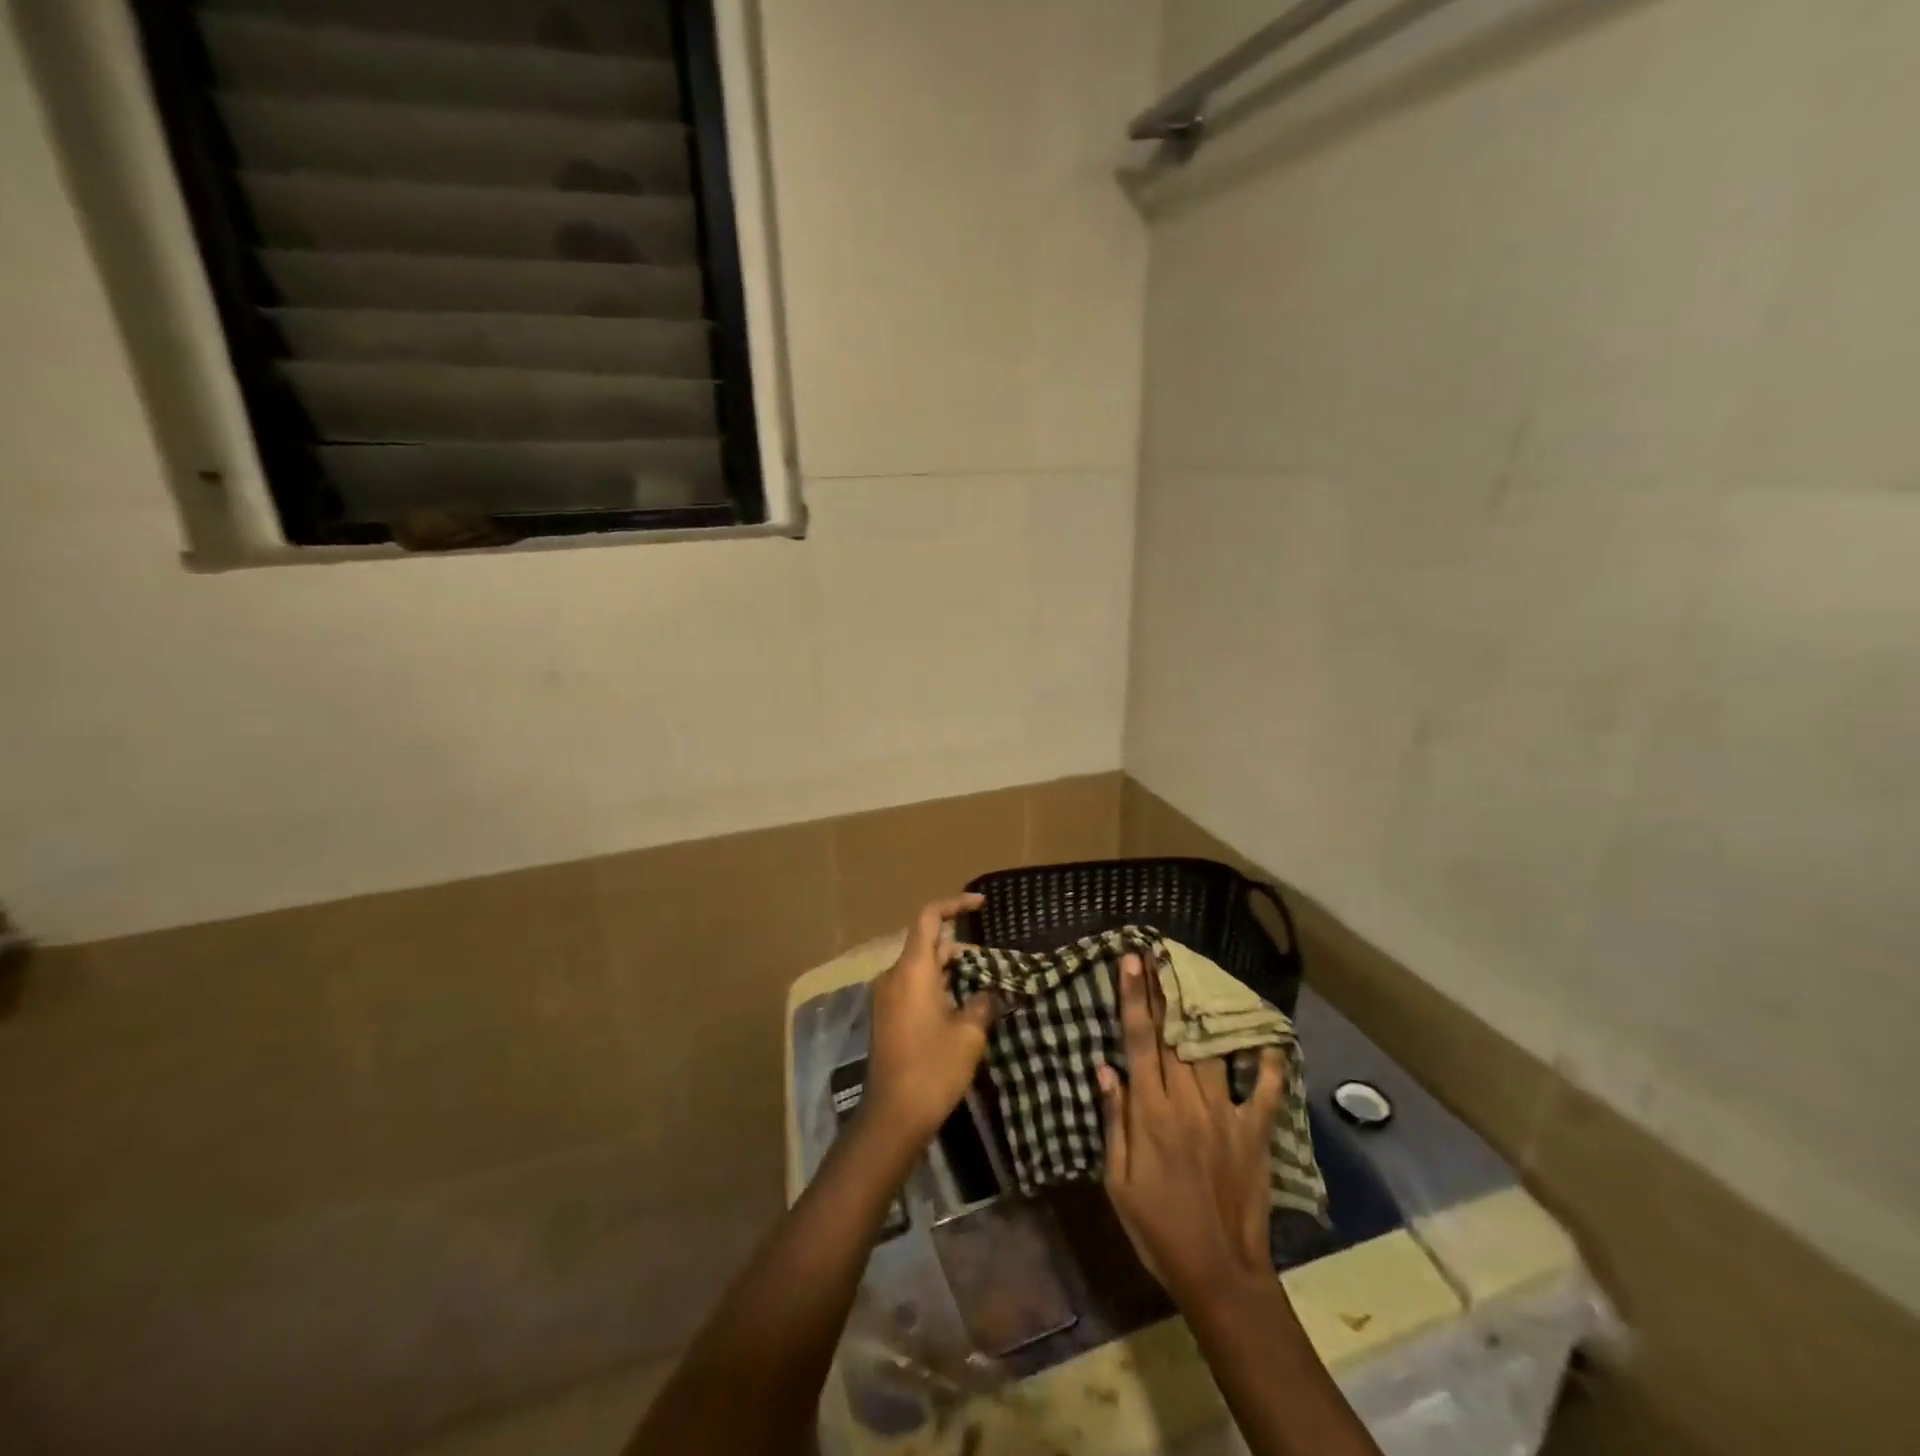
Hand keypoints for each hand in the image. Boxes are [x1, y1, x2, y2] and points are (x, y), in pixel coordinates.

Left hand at [864, 895, 1000, 1146]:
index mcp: (912, 970)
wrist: (893, 1116)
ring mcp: (886, 997)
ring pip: (921, 968)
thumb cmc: (933, 1067)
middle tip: (991, 962)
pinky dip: (937, 986)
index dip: (954, 905)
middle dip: (959, 947)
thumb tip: (992, 992)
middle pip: (927, 944)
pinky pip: (913, 987)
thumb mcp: (969, 1034)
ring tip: (982, 986)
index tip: (980, 904)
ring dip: (950, 970)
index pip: (929, 918)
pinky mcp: (886, 1017)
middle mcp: (894, 976)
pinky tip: (960, 1006)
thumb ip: (983, 1003)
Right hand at [1098, 952, 1286, 1305]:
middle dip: (1162, 990)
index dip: (1133, 997)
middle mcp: (1187, 1102)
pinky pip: (1264, 1089)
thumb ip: (1114, 1121)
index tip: (1130, 960)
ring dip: (1201, 1011)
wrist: (1219, 1274)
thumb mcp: (1118, 1181)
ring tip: (1194, 976)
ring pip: (1210, 1050)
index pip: (1139, 1041)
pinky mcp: (1254, 1132)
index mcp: (1151, 1112)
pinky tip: (1268, 1035)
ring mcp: (1225, 1114)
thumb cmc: (1157, 1228)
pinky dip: (1268, 1061)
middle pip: (1172, 1035)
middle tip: (1157, 952)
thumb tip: (1106, 1068)